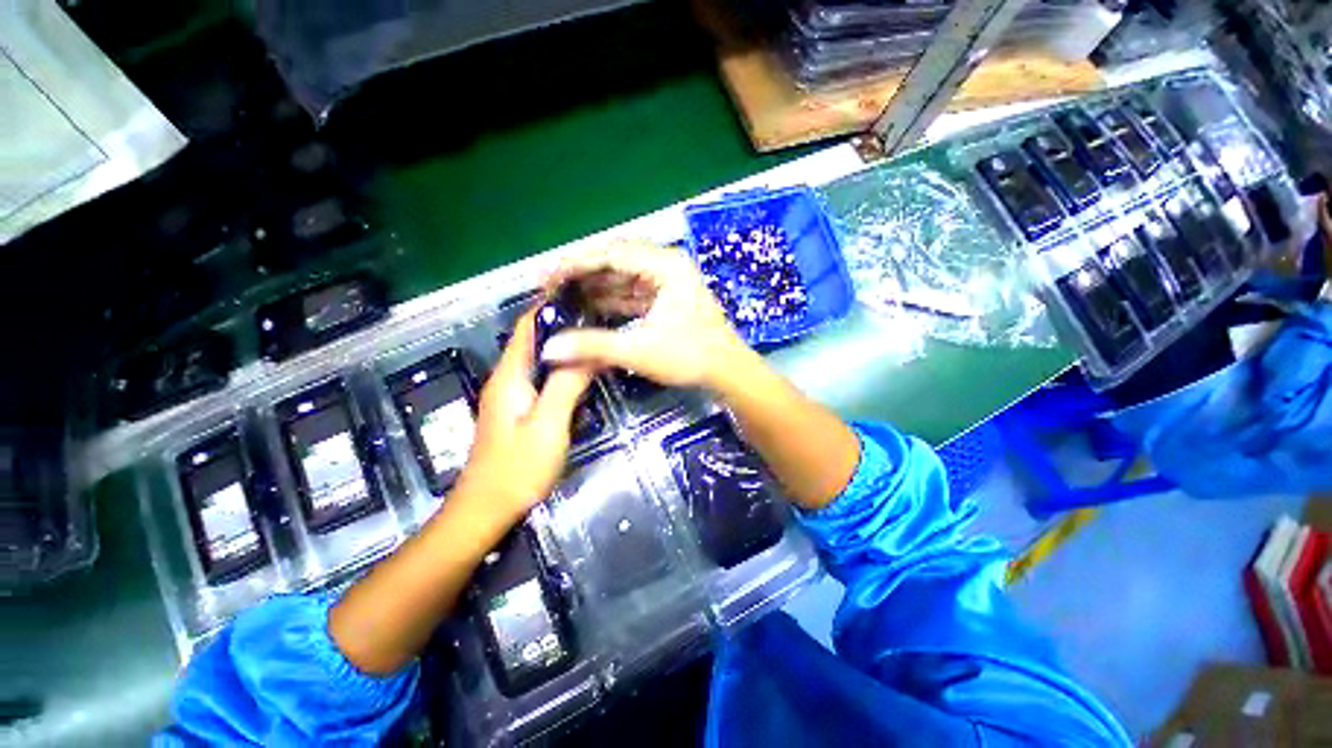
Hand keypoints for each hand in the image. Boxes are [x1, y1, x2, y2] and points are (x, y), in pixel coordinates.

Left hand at [455, 307, 592, 523]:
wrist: (487, 508)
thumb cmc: (517, 468)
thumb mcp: (549, 425)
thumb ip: (567, 385)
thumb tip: (588, 349)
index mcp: (510, 375)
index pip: (528, 326)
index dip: (551, 305)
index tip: (582, 292)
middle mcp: (508, 378)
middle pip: (536, 340)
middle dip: (565, 324)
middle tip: (600, 315)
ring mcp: (513, 395)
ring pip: (541, 359)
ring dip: (566, 346)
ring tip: (598, 336)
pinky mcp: (520, 410)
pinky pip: (544, 378)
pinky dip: (563, 367)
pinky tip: (584, 370)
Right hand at [540, 240, 749, 388]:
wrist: (728, 372)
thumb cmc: (690, 356)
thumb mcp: (640, 350)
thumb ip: (593, 346)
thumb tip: (548, 349)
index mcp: (665, 265)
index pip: (611, 254)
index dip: (574, 264)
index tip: (545, 276)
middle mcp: (666, 265)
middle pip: (615, 261)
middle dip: (582, 274)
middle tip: (551, 287)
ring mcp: (667, 281)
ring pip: (623, 277)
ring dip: (595, 288)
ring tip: (564, 298)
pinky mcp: (666, 298)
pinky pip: (632, 293)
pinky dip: (611, 300)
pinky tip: (589, 309)